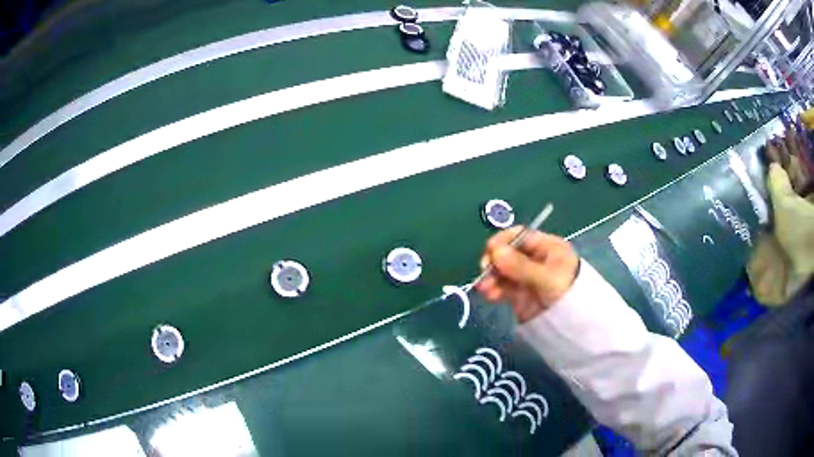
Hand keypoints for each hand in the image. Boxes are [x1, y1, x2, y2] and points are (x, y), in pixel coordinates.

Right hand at [475, 227, 579, 322]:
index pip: (521, 236)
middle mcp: (535, 259)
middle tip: (484, 270)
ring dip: (491, 277)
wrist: (574, 325)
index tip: (490, 250)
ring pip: (502, 271)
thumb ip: (521, 266)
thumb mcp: (547, 278)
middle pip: (508, 253)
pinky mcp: (520, 293)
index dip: (503, 241)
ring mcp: (526, 277)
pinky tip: (489, 295)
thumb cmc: (567, 293)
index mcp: (547, 247)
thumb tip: (495, 251)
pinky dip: (494, 289)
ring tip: (484, 288)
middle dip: (494, 261)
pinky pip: (503, 287)